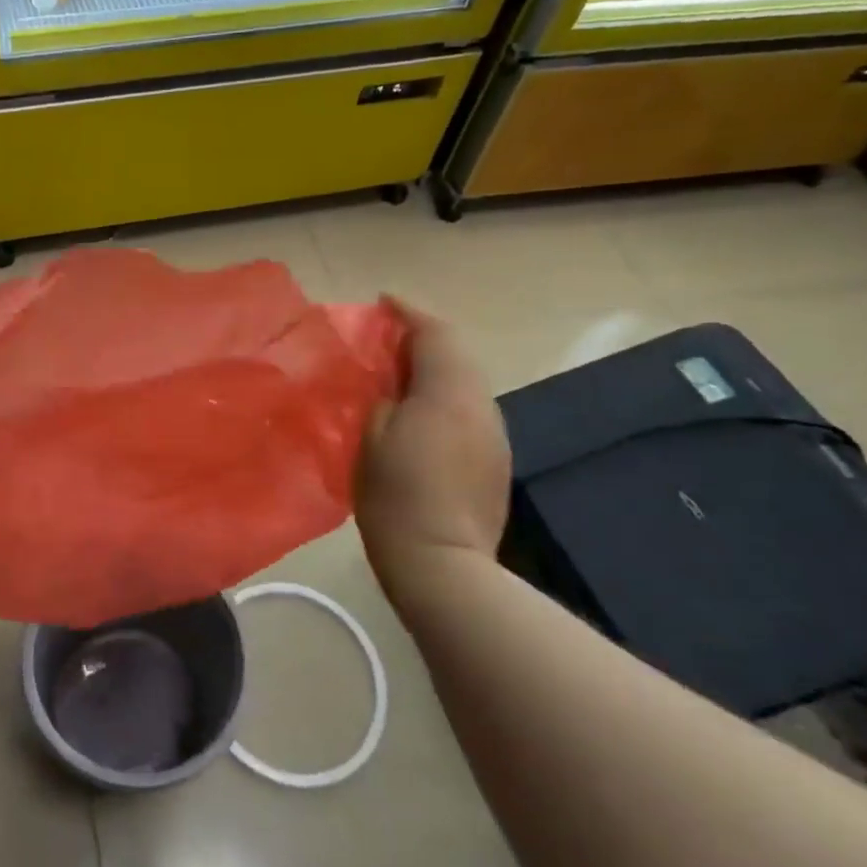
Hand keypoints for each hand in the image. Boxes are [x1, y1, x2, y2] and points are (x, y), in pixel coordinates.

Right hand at [355, 302, 510, 600]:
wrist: (444, 565)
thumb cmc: (396, 497)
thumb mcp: (371, 437)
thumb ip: (382, 397)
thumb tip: (391, 383)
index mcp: (449, 393)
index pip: (436, 333)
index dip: (409, 312)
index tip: (383, 301)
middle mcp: (481, 404)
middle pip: (457, 353)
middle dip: (423, 338)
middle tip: (385, 340)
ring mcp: (494, 433)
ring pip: (465, 382)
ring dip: (435, 368)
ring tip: (398, 375)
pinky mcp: (495, 459)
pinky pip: (469, 409)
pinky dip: (444, 396)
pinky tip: (419, 415)